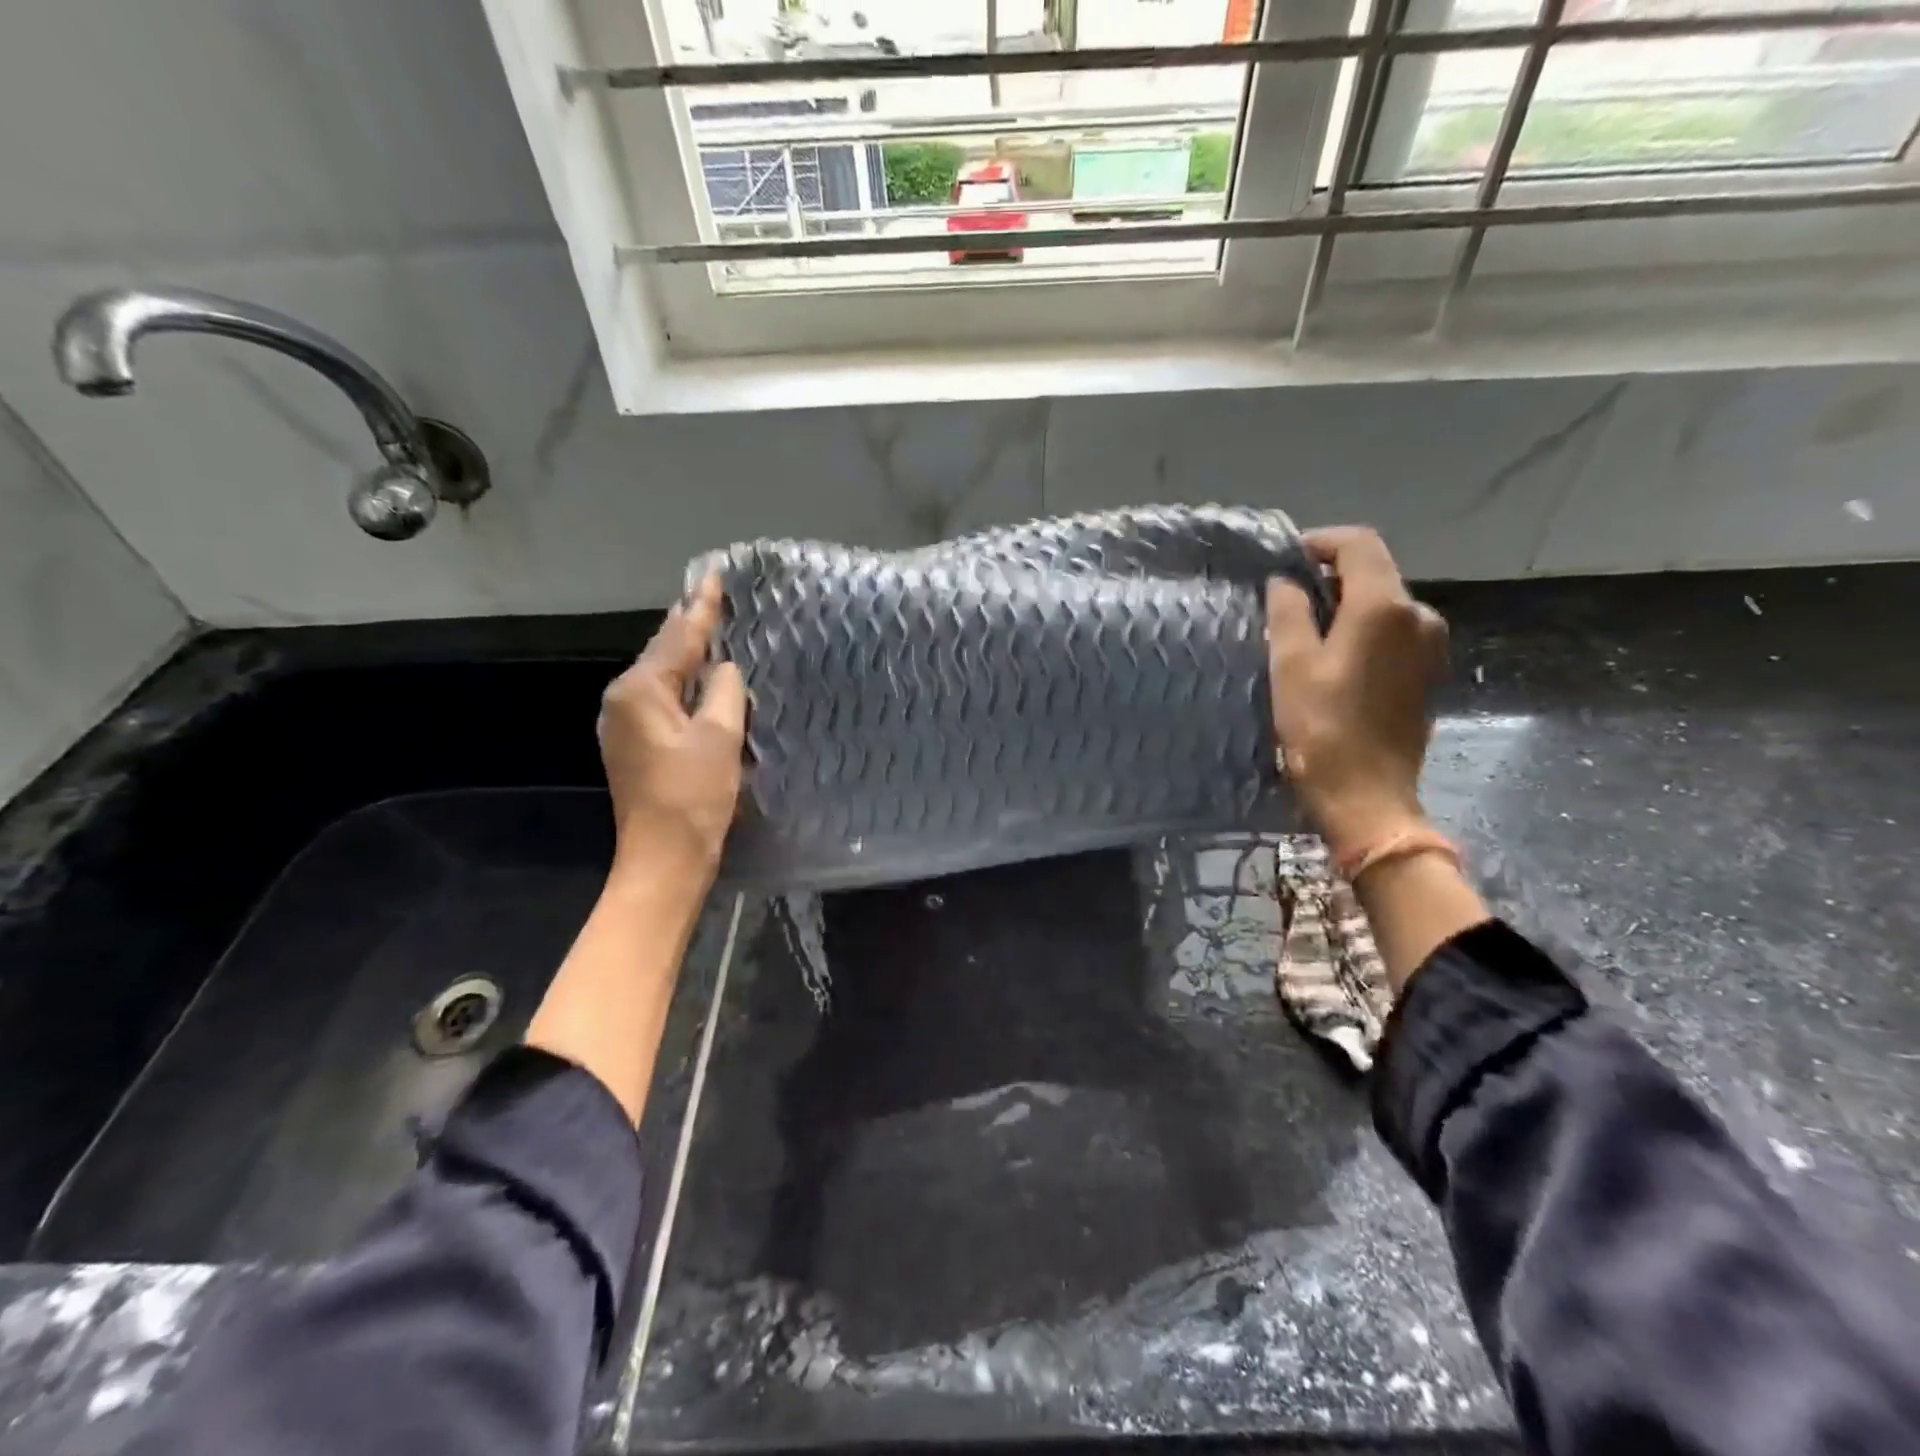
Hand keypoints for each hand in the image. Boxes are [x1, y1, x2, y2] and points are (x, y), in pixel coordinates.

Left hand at [599, 575, 747, 879]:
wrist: (664, 859)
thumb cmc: (693, 797)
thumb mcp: (720, 737)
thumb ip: (724, 691)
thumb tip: (724, 669)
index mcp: (640, 691)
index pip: (678, 637)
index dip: (702, 607)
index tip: (715, 575)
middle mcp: (623, 700)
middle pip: (663, 653)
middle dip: (690, 626)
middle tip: (716, 597)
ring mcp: (625, 725)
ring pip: (662, 677)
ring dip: (688, 655)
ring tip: (713, 628)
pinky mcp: (636, 746)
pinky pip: (662, 700)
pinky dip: (684, 685)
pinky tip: (702, 680)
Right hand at [1266, 527, 1448, 863]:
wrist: (1367, 795)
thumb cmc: (1322, 728)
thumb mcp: (1291, 665)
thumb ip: (1288, 612)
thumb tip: (1285, 581)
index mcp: (1384, 607)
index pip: (1358, 544)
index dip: (1321, 542)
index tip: (1286, 558)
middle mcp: (1419, 615)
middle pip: (1375, 572)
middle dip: (1330, 574)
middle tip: (1287, 597)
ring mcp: (1430, 645)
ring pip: (1385, 603)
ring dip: (1347, 604)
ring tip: (1306, 629)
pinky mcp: (1428, 672)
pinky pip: (1394, 631)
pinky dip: (1365, 629)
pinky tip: (1336, 656)